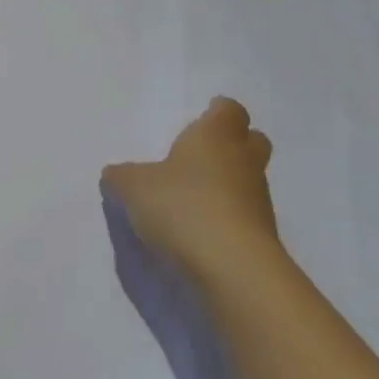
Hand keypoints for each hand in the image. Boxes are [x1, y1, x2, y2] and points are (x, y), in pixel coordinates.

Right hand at [102, 97, 278, 274]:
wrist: (232, 267)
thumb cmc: (182, 206)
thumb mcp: (133, 188)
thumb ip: (122, 177)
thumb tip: (115, 174)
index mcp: (215, 136)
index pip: (229, 110)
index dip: (217, 112)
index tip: (202, 117)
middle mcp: (243, 161)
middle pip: (251, 140)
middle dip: (232, 143)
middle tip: (202, 154)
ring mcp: (258, 199)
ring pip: (248, 179)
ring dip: (228, 183)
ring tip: (192, 197)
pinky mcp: (262, 235)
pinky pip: (244, 214)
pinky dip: (227, 216)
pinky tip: (200, 229)